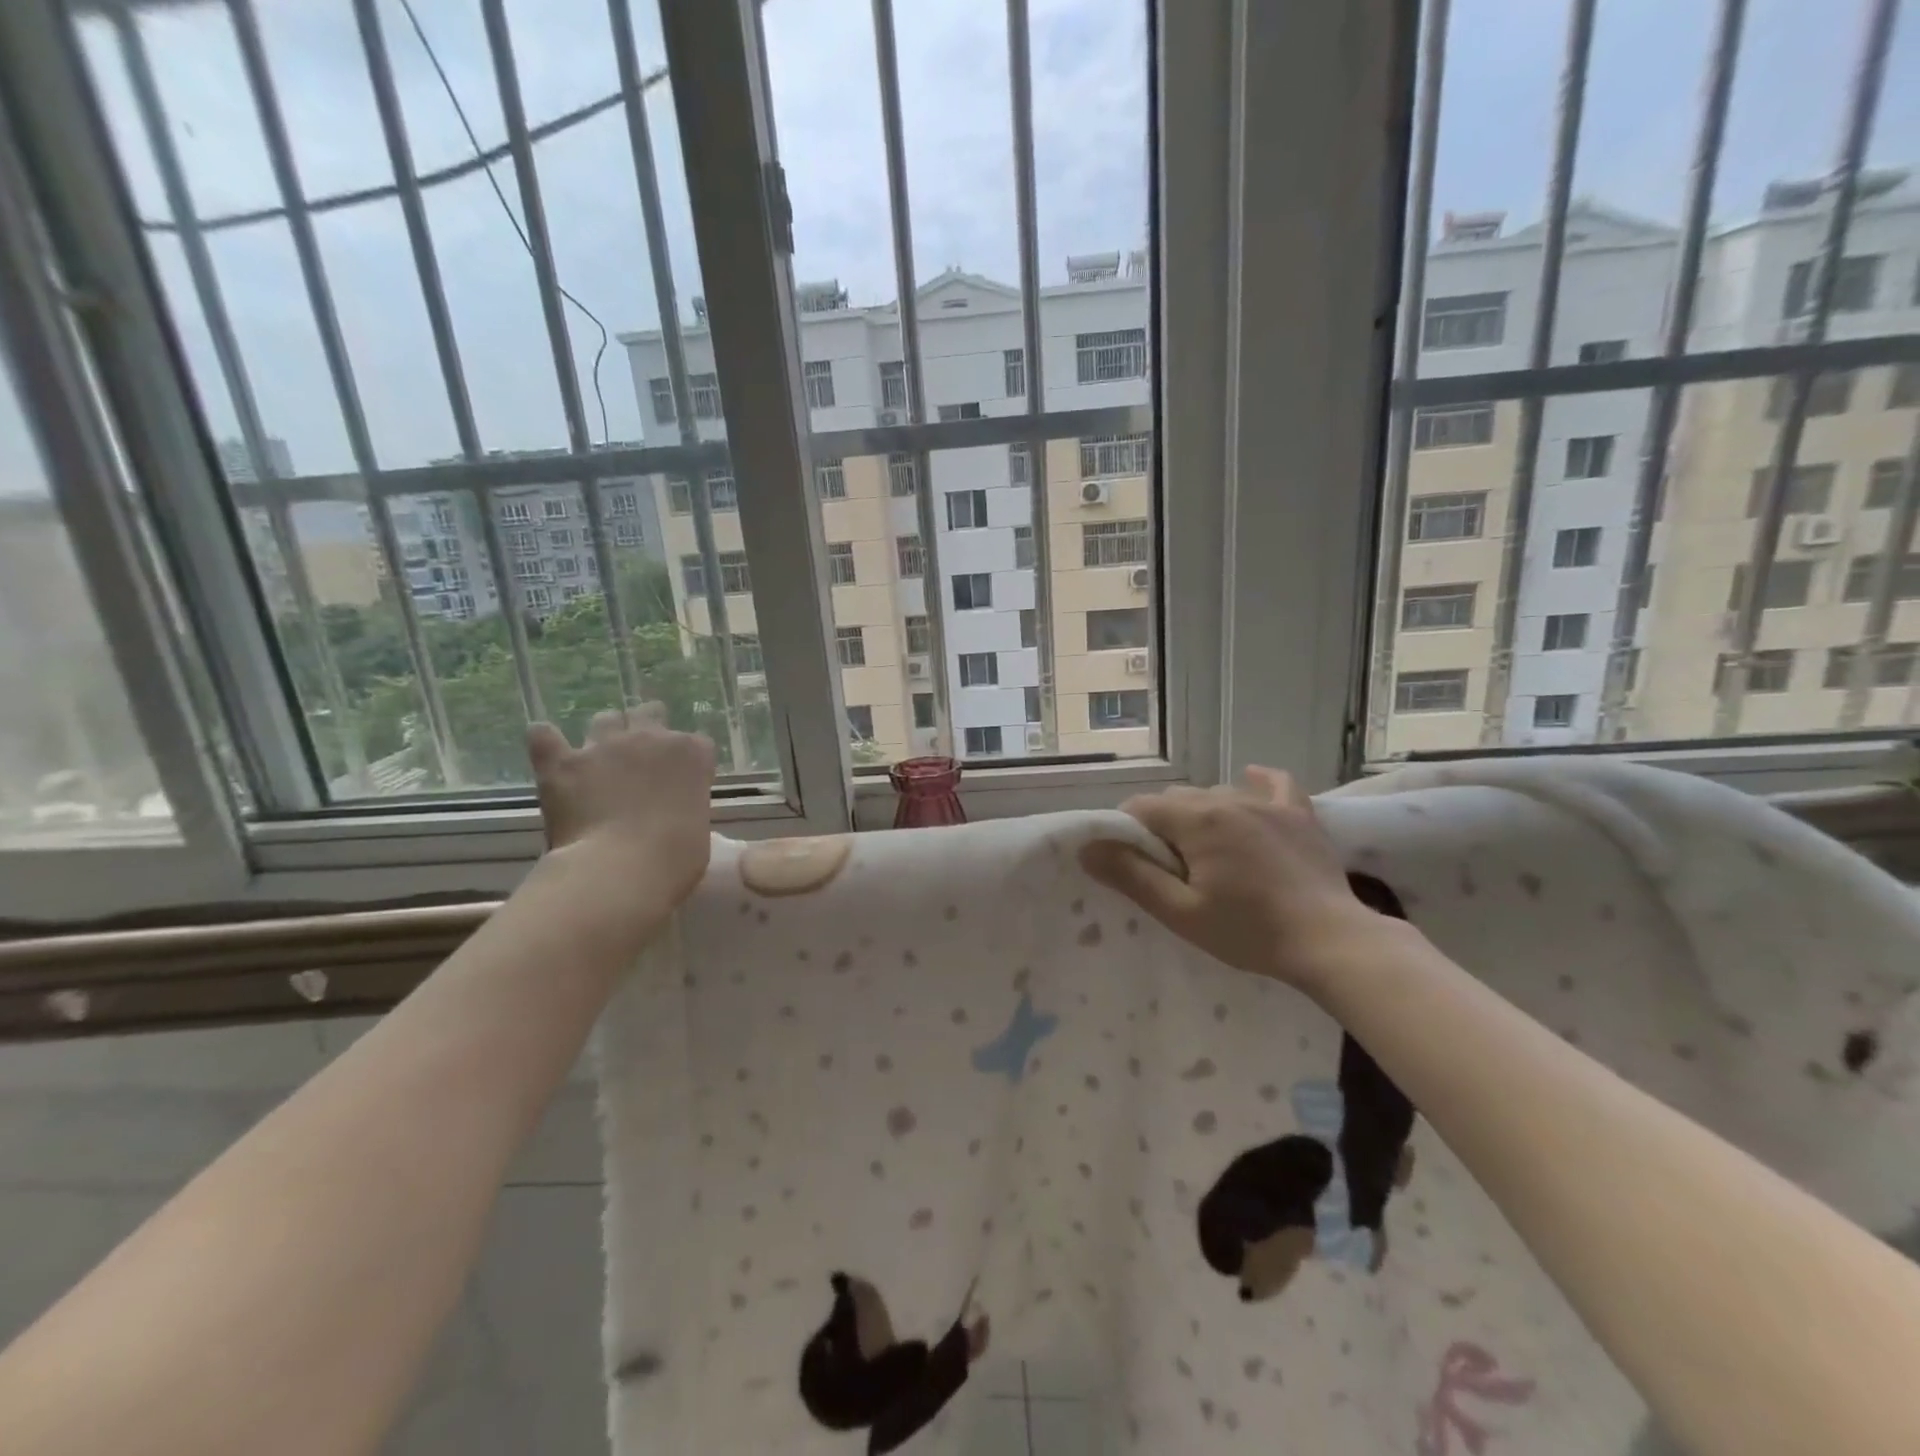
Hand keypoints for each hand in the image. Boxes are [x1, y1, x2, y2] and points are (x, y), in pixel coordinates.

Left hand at [526, 710, 715, 907]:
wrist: (620, 871)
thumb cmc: (674, 859)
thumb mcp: (699, 829)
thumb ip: (688, 806)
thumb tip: (673, 811)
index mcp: (692, 754)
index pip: (697, 744)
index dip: (689, 763)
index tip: (684, 783)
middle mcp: (650, 738)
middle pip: (651, 713)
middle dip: (647, 729)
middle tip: (642, 760)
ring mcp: (605, 746)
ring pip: (606, 718)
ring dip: (606, 733)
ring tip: (600, 760)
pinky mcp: (563, 763)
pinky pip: (544, 736)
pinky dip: (546, 741)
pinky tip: (549, 750)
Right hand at [1079, 766, 1395, 993]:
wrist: (1330, 942)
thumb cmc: (1249, 931)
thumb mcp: (1181, 912)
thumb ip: (1132, 876)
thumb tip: (1088, 848)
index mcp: (1197, 820)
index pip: (1142, 808)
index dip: (1129, 833)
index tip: (1136, 865)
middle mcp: (1229, 799)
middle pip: (1177, 800)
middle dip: (1164, 826)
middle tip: (1171, 868)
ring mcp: (1268, 804)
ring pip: (1217, 793)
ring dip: (1201, 814)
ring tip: (1208, 852)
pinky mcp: (1300, 815)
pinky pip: (1274, 783)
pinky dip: (1256, 783)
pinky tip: (1249, 782)